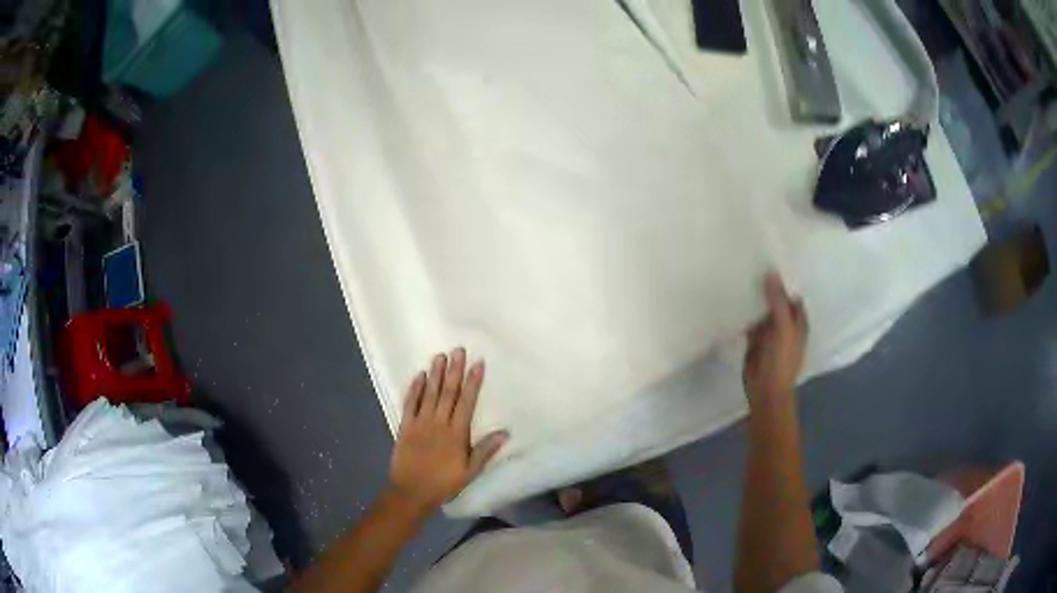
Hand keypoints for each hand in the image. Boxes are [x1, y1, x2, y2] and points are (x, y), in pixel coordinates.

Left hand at [388, 348, 508, 512]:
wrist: (411, 492)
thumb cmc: (443, 483)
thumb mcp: (470, 472)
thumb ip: (485, 451)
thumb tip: (505, 433)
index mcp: (456, 434)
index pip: (467, 402)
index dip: (473, 382)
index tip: (478, 364)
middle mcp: (438, 423)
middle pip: (448, 393)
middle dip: (454, 370)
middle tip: (458, 350)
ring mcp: (420, 423)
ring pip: (429, 394)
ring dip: (435, 374)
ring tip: (440, 356)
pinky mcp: (405, 427)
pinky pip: (409, 404)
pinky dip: (414, 389)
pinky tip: (419, 376)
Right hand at [743, 273, 807, 402]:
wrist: (766, 389)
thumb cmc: (781, 359)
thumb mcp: (783, 327)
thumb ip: (777, 301)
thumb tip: (771, 273)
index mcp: (798, 320)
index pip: (791, 294)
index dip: (783, 280)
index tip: (769, 260)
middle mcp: (785, 323)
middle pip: (776, 300)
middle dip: (767, 286)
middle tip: (751, 262)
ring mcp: (770, 332)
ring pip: (762, 309)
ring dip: (755, 298)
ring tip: (740, 275)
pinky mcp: (755, 340)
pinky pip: (750, 321)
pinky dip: (745, 313)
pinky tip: (734, 299)